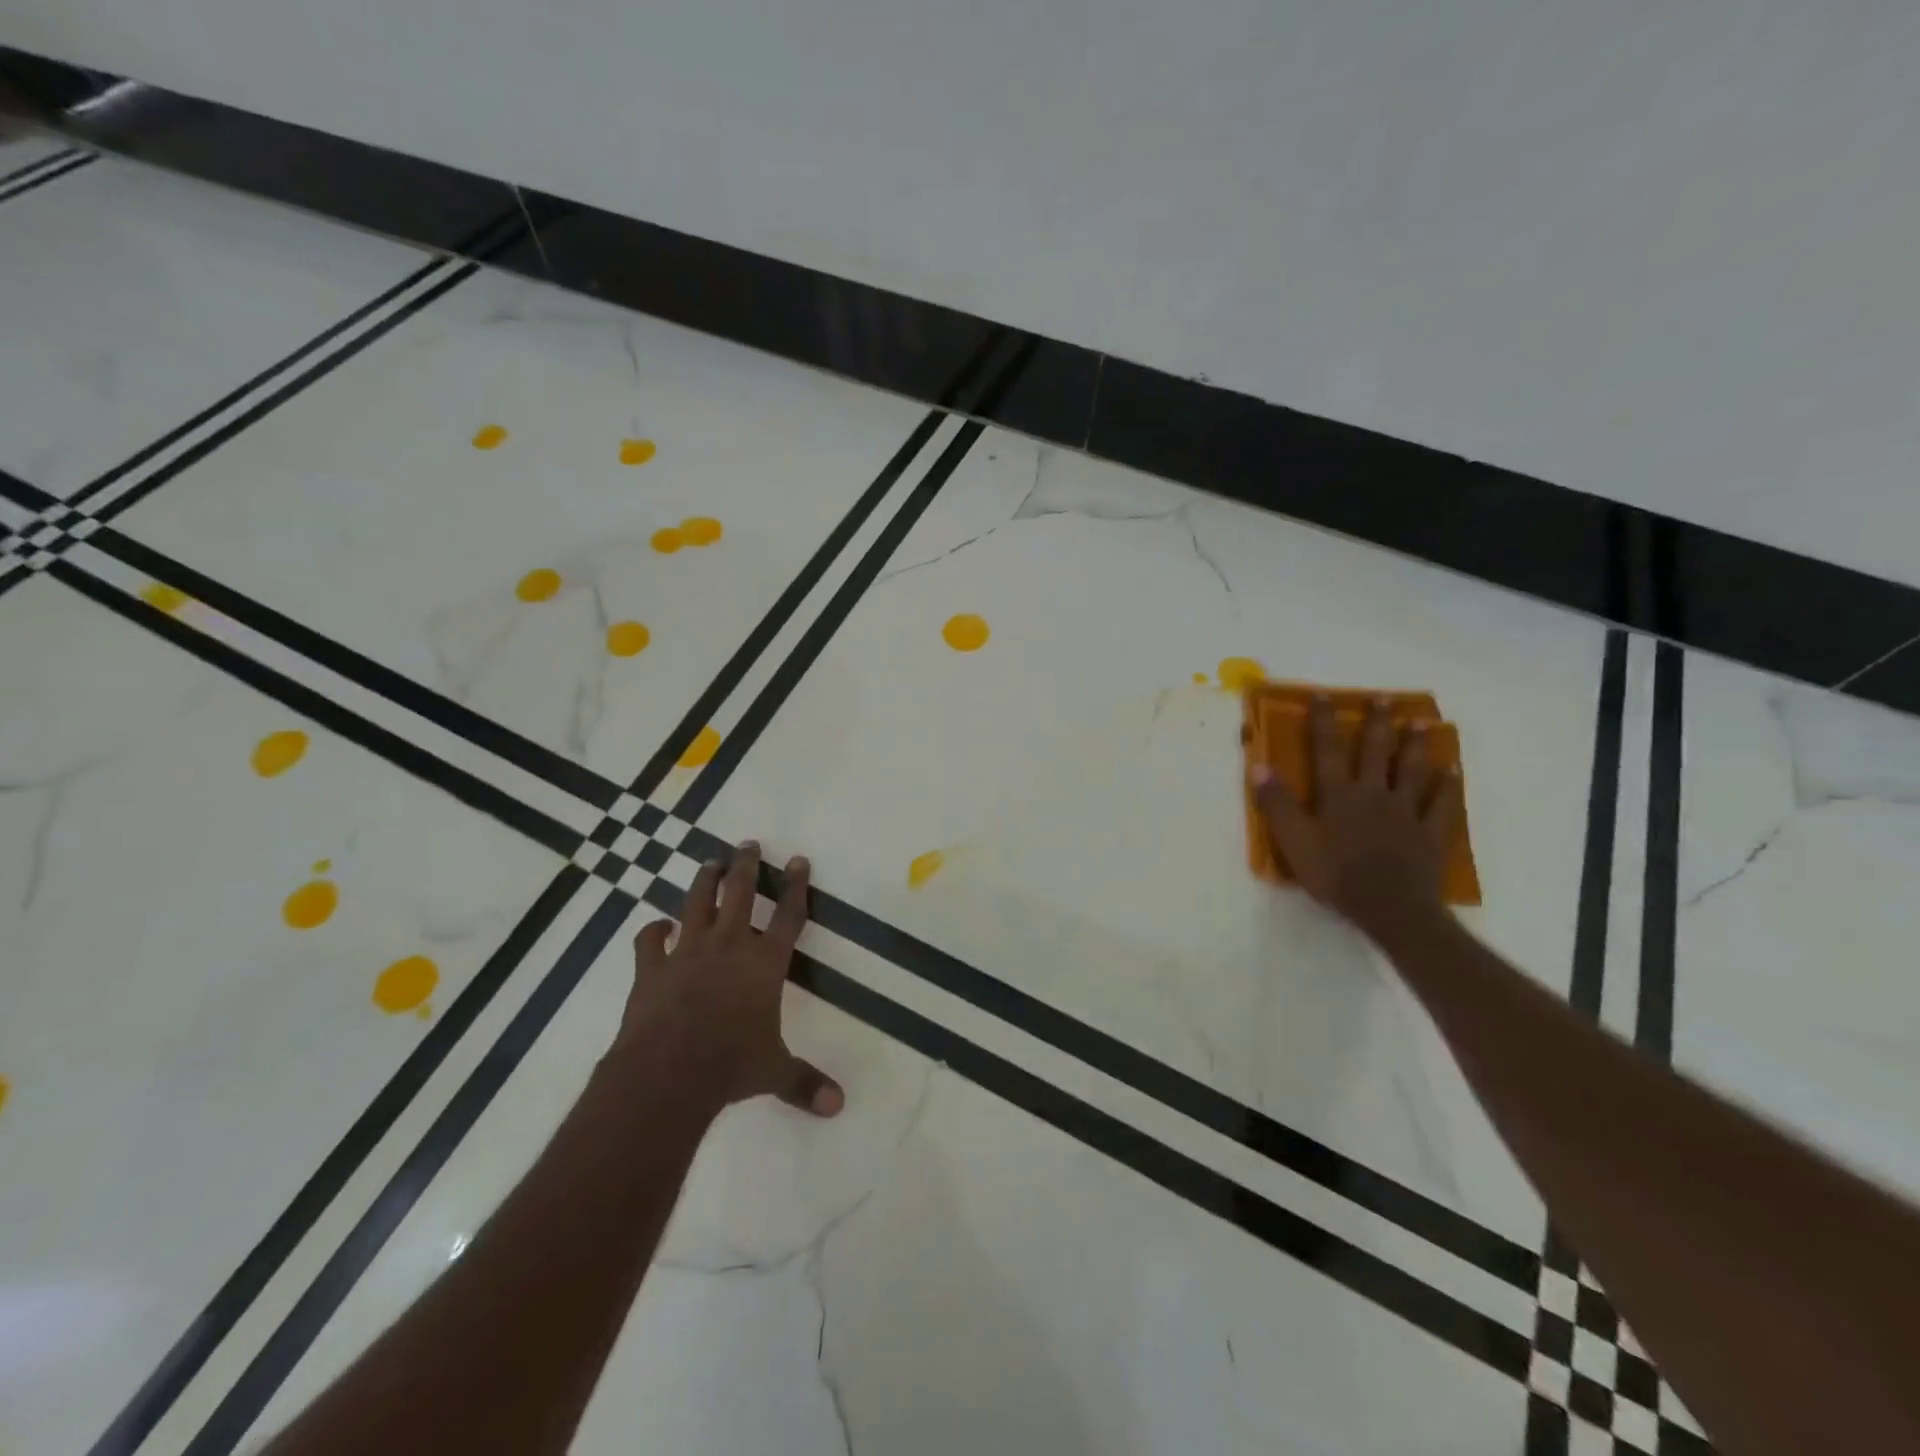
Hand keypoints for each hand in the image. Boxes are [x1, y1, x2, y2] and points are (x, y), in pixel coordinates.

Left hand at [616, 840, 844, 1117]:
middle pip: (740, 893)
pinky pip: (649, 940)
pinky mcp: (651, 967)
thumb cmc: (731, 1065)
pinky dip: (652, 931)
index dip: (796, 886)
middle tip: (746, 843)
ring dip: (704, 881)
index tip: (797, 860)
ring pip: (696, 903)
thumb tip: (839, 1106)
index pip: (787, 914)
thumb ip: (804, 1082)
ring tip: (710, 863)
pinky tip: (656, 926)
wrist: (668, 1072)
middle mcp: (728, 945)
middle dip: (746, 865)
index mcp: (764, 962)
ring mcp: (686, 952)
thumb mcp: (774, 1072)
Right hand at [1253, 697, 1462, 937]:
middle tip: (1384, 699)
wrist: (1388, 906)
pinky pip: (1442, 804)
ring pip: (1411, 771)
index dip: (1323, 722)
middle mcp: (1373, 793)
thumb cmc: (1334, 873)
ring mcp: (1406, 812)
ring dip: (1415, 745)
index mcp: (1338, 794)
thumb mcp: (1293, 840)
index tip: (1323, 696)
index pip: (1327, 750)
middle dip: (1377, 724)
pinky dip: (1448, 786)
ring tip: (1422, 723)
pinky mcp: (1430, 833)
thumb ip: (1276, 803)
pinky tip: (1453, 771)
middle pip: (1375, 752)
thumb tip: (1257, 765)